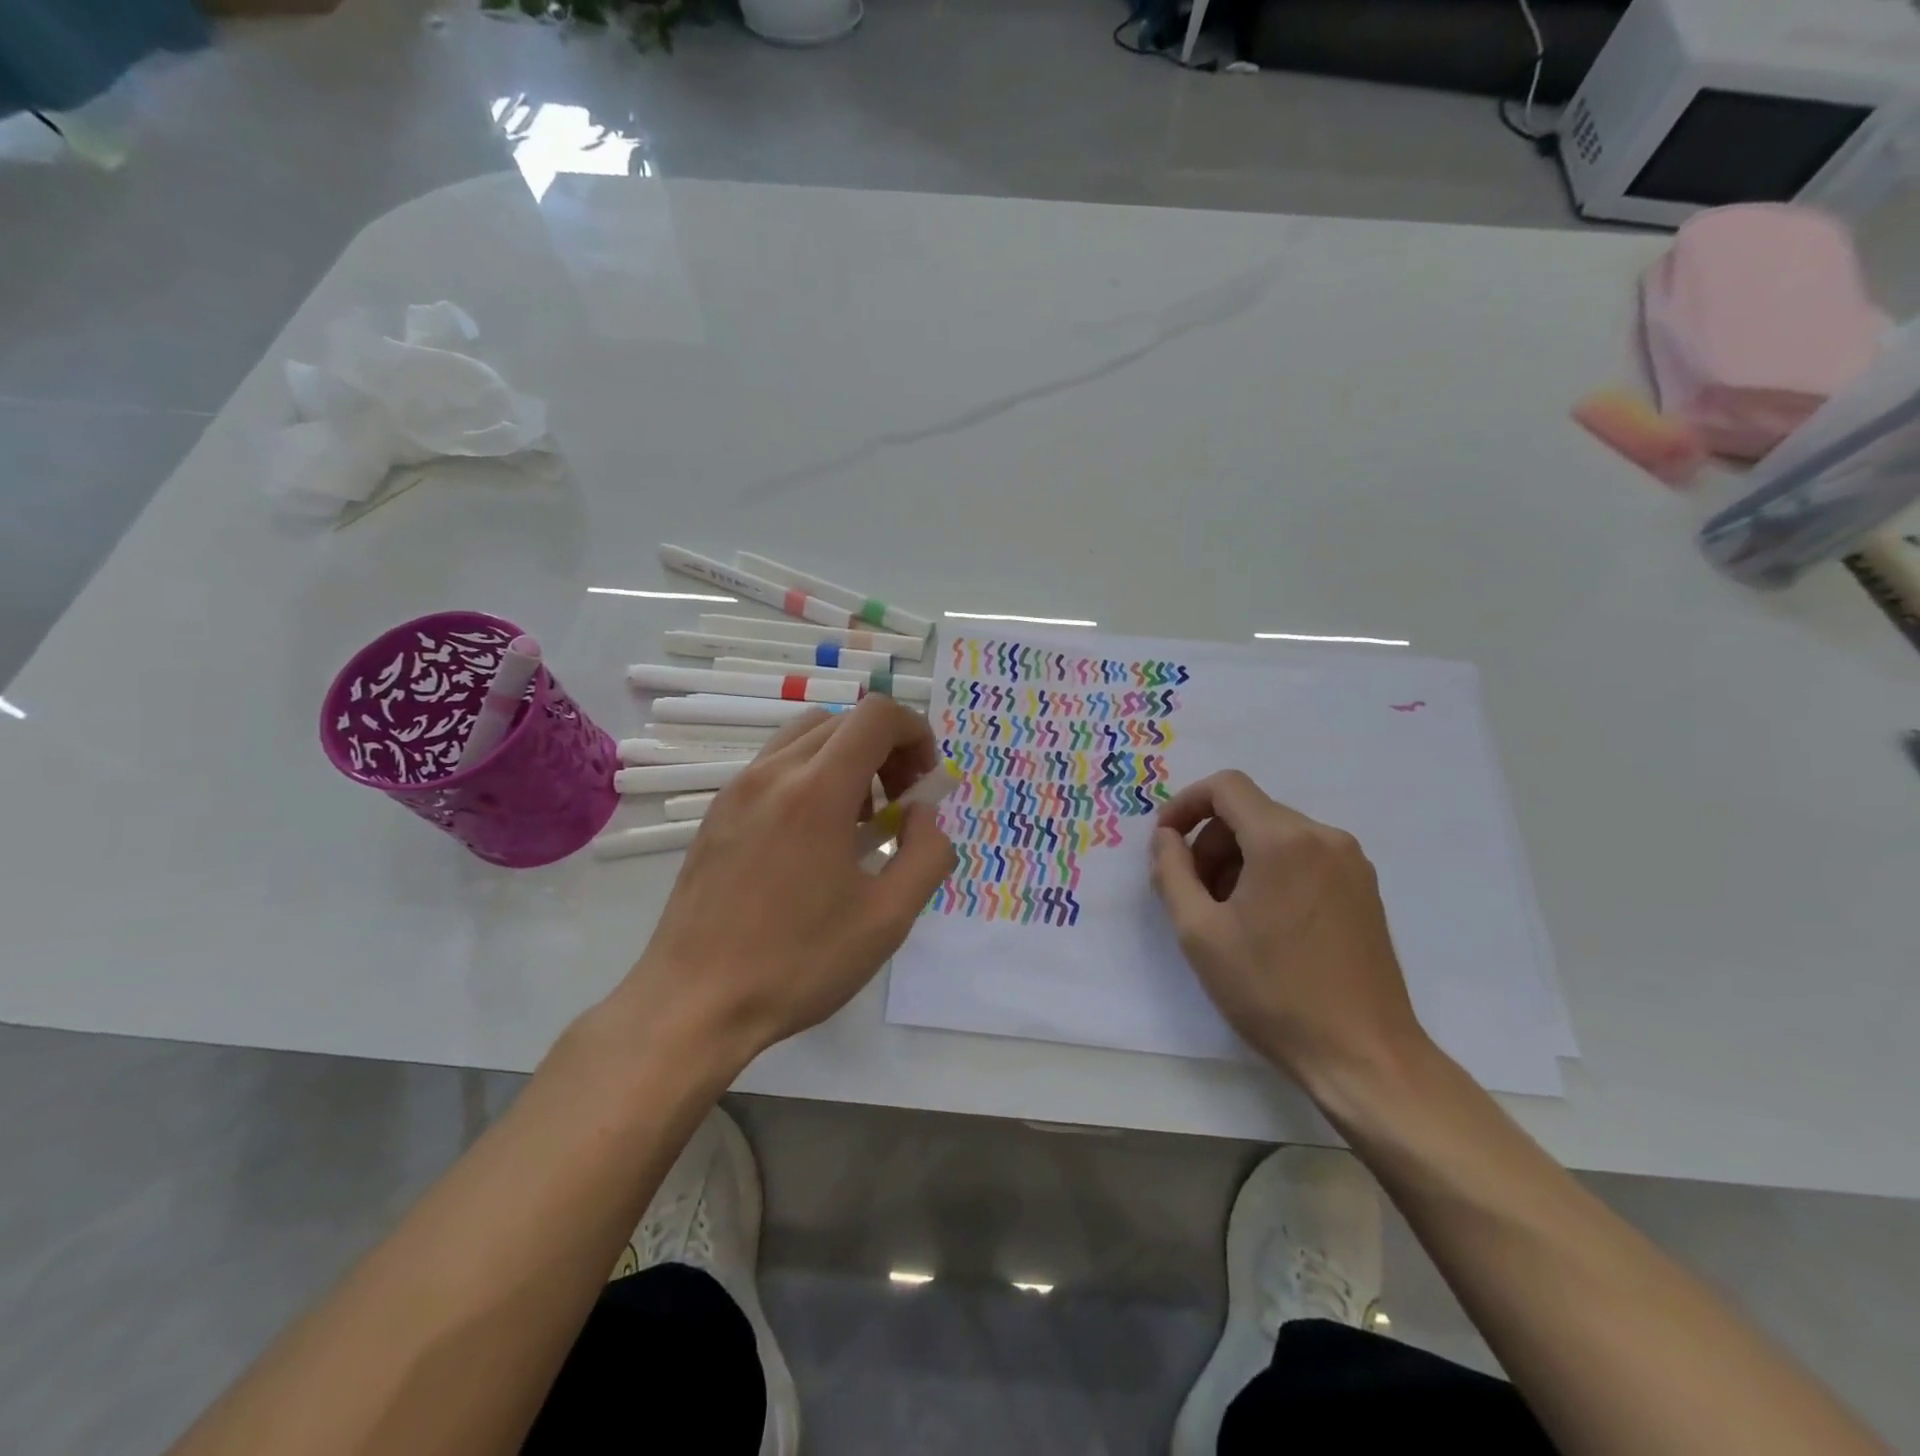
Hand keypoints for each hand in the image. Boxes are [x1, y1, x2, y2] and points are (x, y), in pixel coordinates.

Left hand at [621, 696, 956, 1071]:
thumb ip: (926, 853)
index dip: (915, 733)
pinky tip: (812, 839)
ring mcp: (737, 790)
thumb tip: (922, 813)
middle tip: (898, 804)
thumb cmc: (798, 962)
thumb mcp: (888, 918)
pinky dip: (809, 776)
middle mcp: (773, 773)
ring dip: (846, 759)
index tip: (924, 782)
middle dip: (885, 749)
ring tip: (856, 820)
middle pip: (843, 722)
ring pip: (804, 737)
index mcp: (817, 790)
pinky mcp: (716, 813)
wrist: (694, 1003)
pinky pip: (773, 767)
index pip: (877, 715)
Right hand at [1149, 770, 1430, 1085]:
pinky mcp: (1364, 889)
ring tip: (1225, 915)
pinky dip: (1271, 872)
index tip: (1165, 842)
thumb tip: (1166, 838)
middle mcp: (1324, 838)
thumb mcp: (1199, 932)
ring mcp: (1351, 863)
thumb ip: (1171, 872)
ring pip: (1276, 835)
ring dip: (1238, 860)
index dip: (1185, 805)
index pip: (1226, 787)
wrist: (1362, 1056)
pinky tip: (1262, 922)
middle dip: (1210, 842)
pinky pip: (1304, 857)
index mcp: (1284, 840)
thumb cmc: (1272, 992)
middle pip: (1250, 812)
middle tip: (1192, 894)